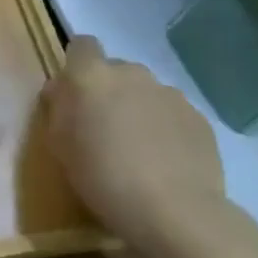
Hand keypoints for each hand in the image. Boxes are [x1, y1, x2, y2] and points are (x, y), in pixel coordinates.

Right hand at [42, 35, 226, 255]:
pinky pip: (173, 114)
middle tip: (105, 128)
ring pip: (146, 93)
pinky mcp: (199, 118)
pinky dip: (167, 129)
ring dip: (139, 109)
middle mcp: (132, 74)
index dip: (78, 64)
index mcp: (91, 75)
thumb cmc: (101, 176)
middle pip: (116, 70)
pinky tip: (166, 162)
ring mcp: (170, 94)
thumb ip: (58, 107)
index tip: (75, 93)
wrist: (174, 212)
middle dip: (110, 91)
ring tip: (140, 150)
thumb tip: (63, 90)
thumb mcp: (58, 143)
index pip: (82, 45)